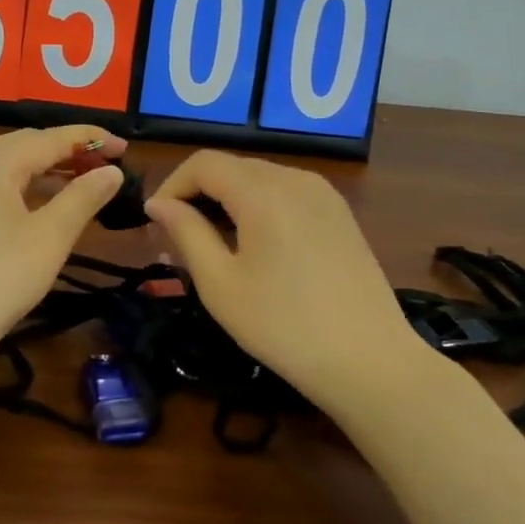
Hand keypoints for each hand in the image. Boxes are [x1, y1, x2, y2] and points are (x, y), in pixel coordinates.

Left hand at [0, 125, 126, 374]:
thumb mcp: (50, 237)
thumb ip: (83, 197)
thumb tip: (113, 172)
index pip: (49, 137)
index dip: (90, 140)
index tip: (125, 148)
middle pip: (26, 145)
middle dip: (69, 152)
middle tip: (108, 166)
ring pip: (9, 165)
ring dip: (47, 169)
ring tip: (84, 181)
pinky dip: (24, 187)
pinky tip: (45, 203)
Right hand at [145, 150, 423, 403]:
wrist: (369, 361)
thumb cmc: (283, 326)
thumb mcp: (220, 283)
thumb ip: (186, 233)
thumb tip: (158, 204)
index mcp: (263, 192)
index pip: (203, 163)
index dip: (171, 186)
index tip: (155, 224)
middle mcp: (295, 179)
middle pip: (232, 167)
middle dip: (197, 195)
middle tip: (177, 240)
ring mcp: (324, 194)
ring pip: (259, 180)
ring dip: (227, 202)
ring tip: (212, 247)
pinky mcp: (339, 214)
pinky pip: (286, 194)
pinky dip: (258, 208)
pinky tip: (254, 248)